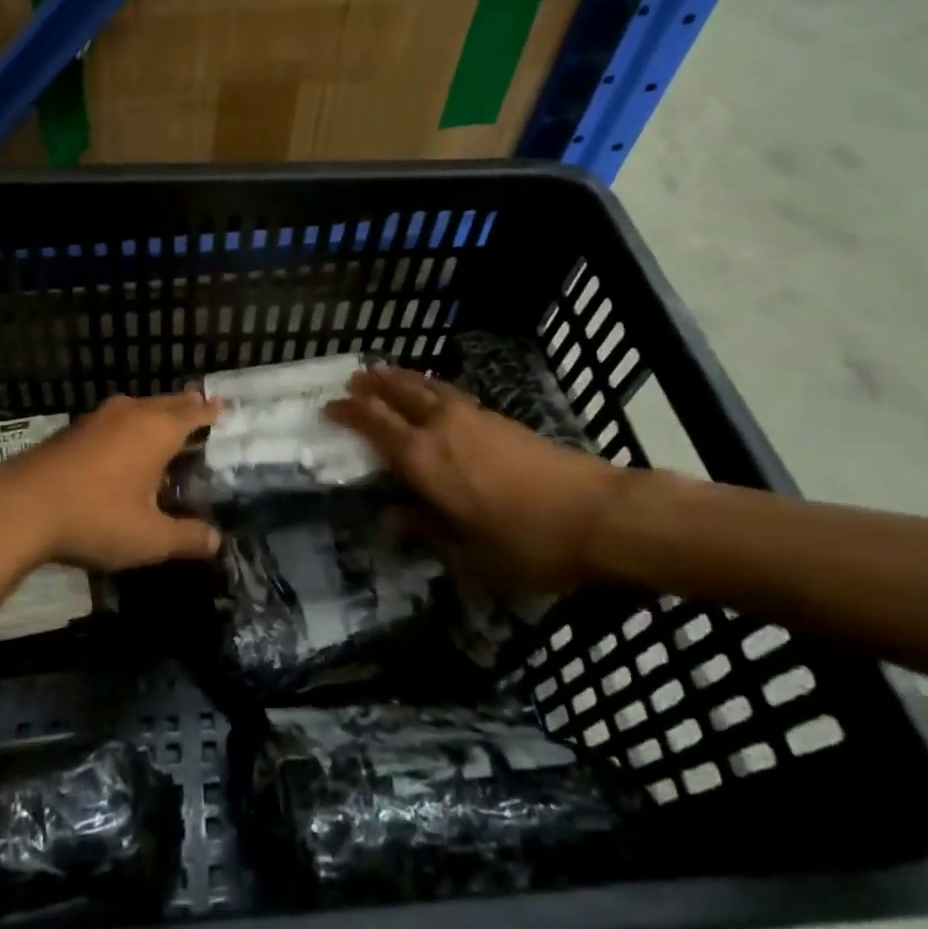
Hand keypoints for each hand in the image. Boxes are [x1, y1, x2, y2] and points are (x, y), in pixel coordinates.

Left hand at [0, 392, 222, 572]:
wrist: (19, 508)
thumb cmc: (96, 517)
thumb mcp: (150, 538)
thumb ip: (187, 538)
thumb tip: (215, 541)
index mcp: (158, 429)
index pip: (195, 411)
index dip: (212, 412)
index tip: (224, 410)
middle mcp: (131, 413)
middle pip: (167, 403)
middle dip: (185, 409)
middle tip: (201, 417)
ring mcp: (98, 418)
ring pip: (138, 409)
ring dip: (155, 417)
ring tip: (166, 433)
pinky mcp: (73, 430)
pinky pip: (115, 421)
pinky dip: (129, 429)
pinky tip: (124, 451)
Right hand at [329, 365, 623, 595]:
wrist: (598, 514)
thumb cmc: (527, 543)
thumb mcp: (469, 554)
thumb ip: (425, 531)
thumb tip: (389, 518)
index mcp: (424, 460)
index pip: (374, 425)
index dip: (349, 412)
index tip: (329, 406)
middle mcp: (441, 428)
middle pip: (398, 393)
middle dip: (372, 384)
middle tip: (353, 378)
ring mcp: (472, 418)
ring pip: (425, 387)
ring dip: (400, 378)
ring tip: (385, 373)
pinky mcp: (499, 418)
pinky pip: (449, 392)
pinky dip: (429, 387)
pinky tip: (432, 395)